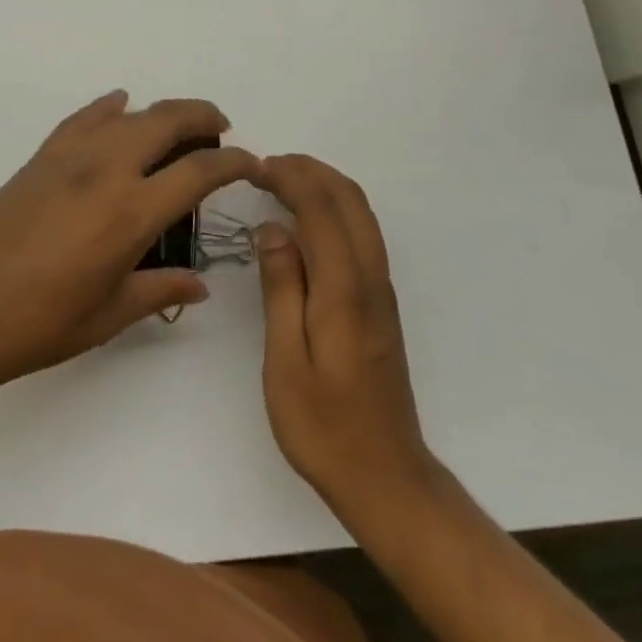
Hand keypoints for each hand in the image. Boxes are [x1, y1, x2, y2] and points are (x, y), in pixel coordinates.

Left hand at [0, 91, 259, 392]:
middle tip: (220, 127)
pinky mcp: (39, 159)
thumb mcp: (109, 315)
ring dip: (159, 111)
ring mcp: (68, 159)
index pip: (199, 171)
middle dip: (202, 115)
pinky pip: (82, 119)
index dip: (234, 162)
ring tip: (175, 126)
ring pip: (127, 114)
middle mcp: (105, 171)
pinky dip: (107, 108)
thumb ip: (160, 290)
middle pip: (166, 120)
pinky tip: (117, 106)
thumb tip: (199, 284)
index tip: (251, 163)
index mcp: (131, 213)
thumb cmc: (38, 324)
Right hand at [254, 155, 437, 529]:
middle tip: (267, 166)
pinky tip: (306, 221)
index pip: (322, 209)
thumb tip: (273, 229)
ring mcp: (380, 291)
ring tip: (283, 181)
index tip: (256, 167)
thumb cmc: (323, 425)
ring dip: (325, 185)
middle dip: (311, 171)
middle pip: (349, 200)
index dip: (291, 178)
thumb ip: (281, 288)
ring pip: (361, 215)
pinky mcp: (380, 303)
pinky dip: (335, 209)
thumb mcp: (284, 360)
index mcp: (344, 290)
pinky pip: (362, 234)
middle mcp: (370, 280)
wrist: (385, 475)